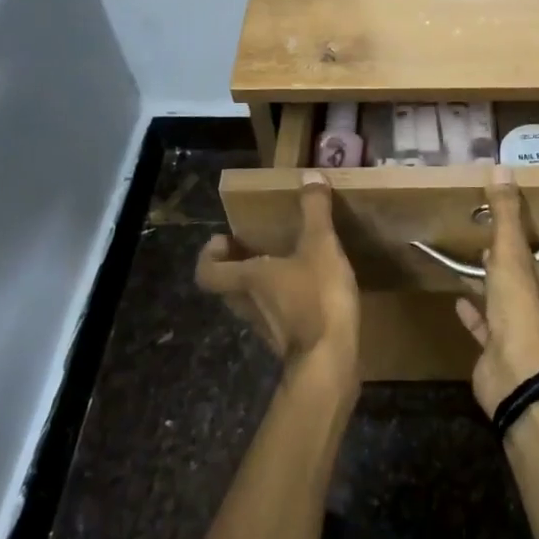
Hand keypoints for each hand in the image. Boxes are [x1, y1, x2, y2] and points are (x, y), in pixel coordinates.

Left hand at [197, 171, 360, 387]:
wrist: (331, 361)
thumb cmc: (317, 298)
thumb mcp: (320, 245)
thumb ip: (314, 211)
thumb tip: (310, 176)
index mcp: (247, 279)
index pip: (207, 271)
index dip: (208, 255)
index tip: (224, 239)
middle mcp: (248, 304)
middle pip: (227, 286)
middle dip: (236, 265)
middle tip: (254, 246)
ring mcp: (266, 327)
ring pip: (250, 302)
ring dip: (259, 284)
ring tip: (284, 264)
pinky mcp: (288, 343)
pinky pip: (275, 316)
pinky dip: (282, 302)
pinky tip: (308, 291)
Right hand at [455, 166, 538, 415]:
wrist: (513, 372)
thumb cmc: (521, 307)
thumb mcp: (511, 253)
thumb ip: (507, 214)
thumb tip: (502, 167)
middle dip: (523, 269)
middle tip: (500, 246)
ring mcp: (526, 335)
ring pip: (513, 307)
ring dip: (497, 290)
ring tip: (476, 265)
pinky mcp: (501, 352)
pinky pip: (487, 328)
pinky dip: (475, 314)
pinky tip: (458, 299)